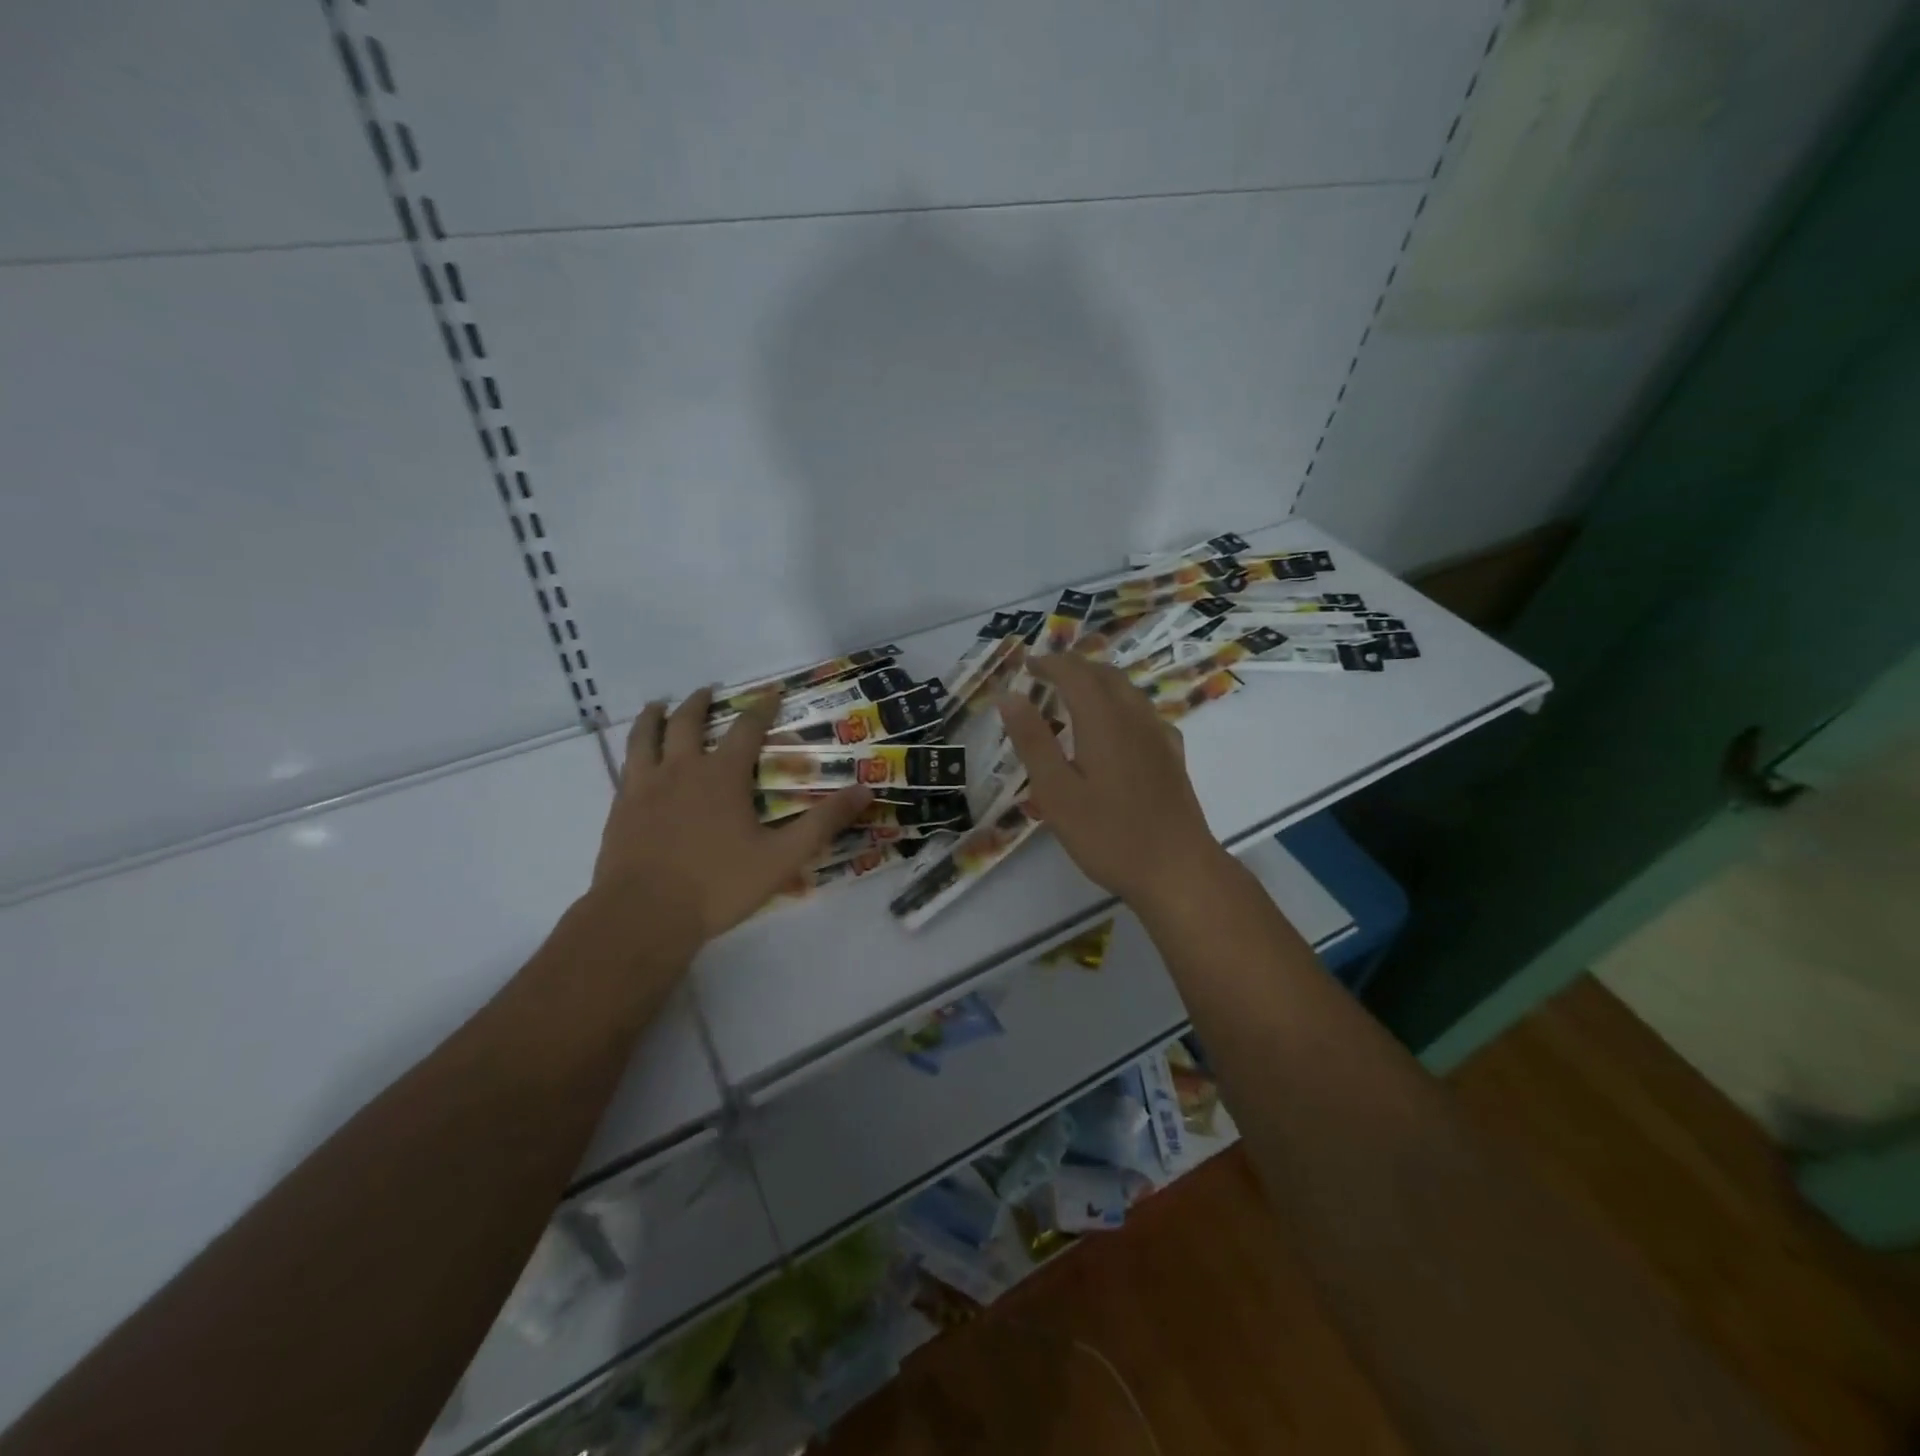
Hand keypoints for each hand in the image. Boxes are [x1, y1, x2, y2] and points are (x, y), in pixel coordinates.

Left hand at [593, 689, 870, 942]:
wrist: (643, 915)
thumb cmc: (718, 885)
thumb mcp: (782, 857)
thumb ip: (823, 823)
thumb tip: (864, 790)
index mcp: (722, 776)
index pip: (746, 728)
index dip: (762, 707)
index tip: (771, 690)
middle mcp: (682, 770)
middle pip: (688, 722)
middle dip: (700, 702)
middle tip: (708, 690)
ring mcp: (645, 787)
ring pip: (646, 737)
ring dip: (655, 717)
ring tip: (658, 706)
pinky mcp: (621, 808)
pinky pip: (626, 766)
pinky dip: (634, 750)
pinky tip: (636, 758)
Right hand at [996, 653, 1225, 904]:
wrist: (1177, 870)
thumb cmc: (1108, 834)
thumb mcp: (1056, 792)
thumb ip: (1033, 741)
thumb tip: (1009, 696)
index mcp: (1103, 720)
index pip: (1075, 673)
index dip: (1049, 664)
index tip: (1026, 666)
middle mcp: (1135, 717)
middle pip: (1105, 674)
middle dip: (1074, 667)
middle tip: (1046, 675)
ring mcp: (1159, 735)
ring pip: (1128, 691)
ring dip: (1098, 682)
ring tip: (1075, 695)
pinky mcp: (1172, 756)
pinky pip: (1144, 713)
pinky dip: (1121, 704)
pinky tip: (1117, 727)